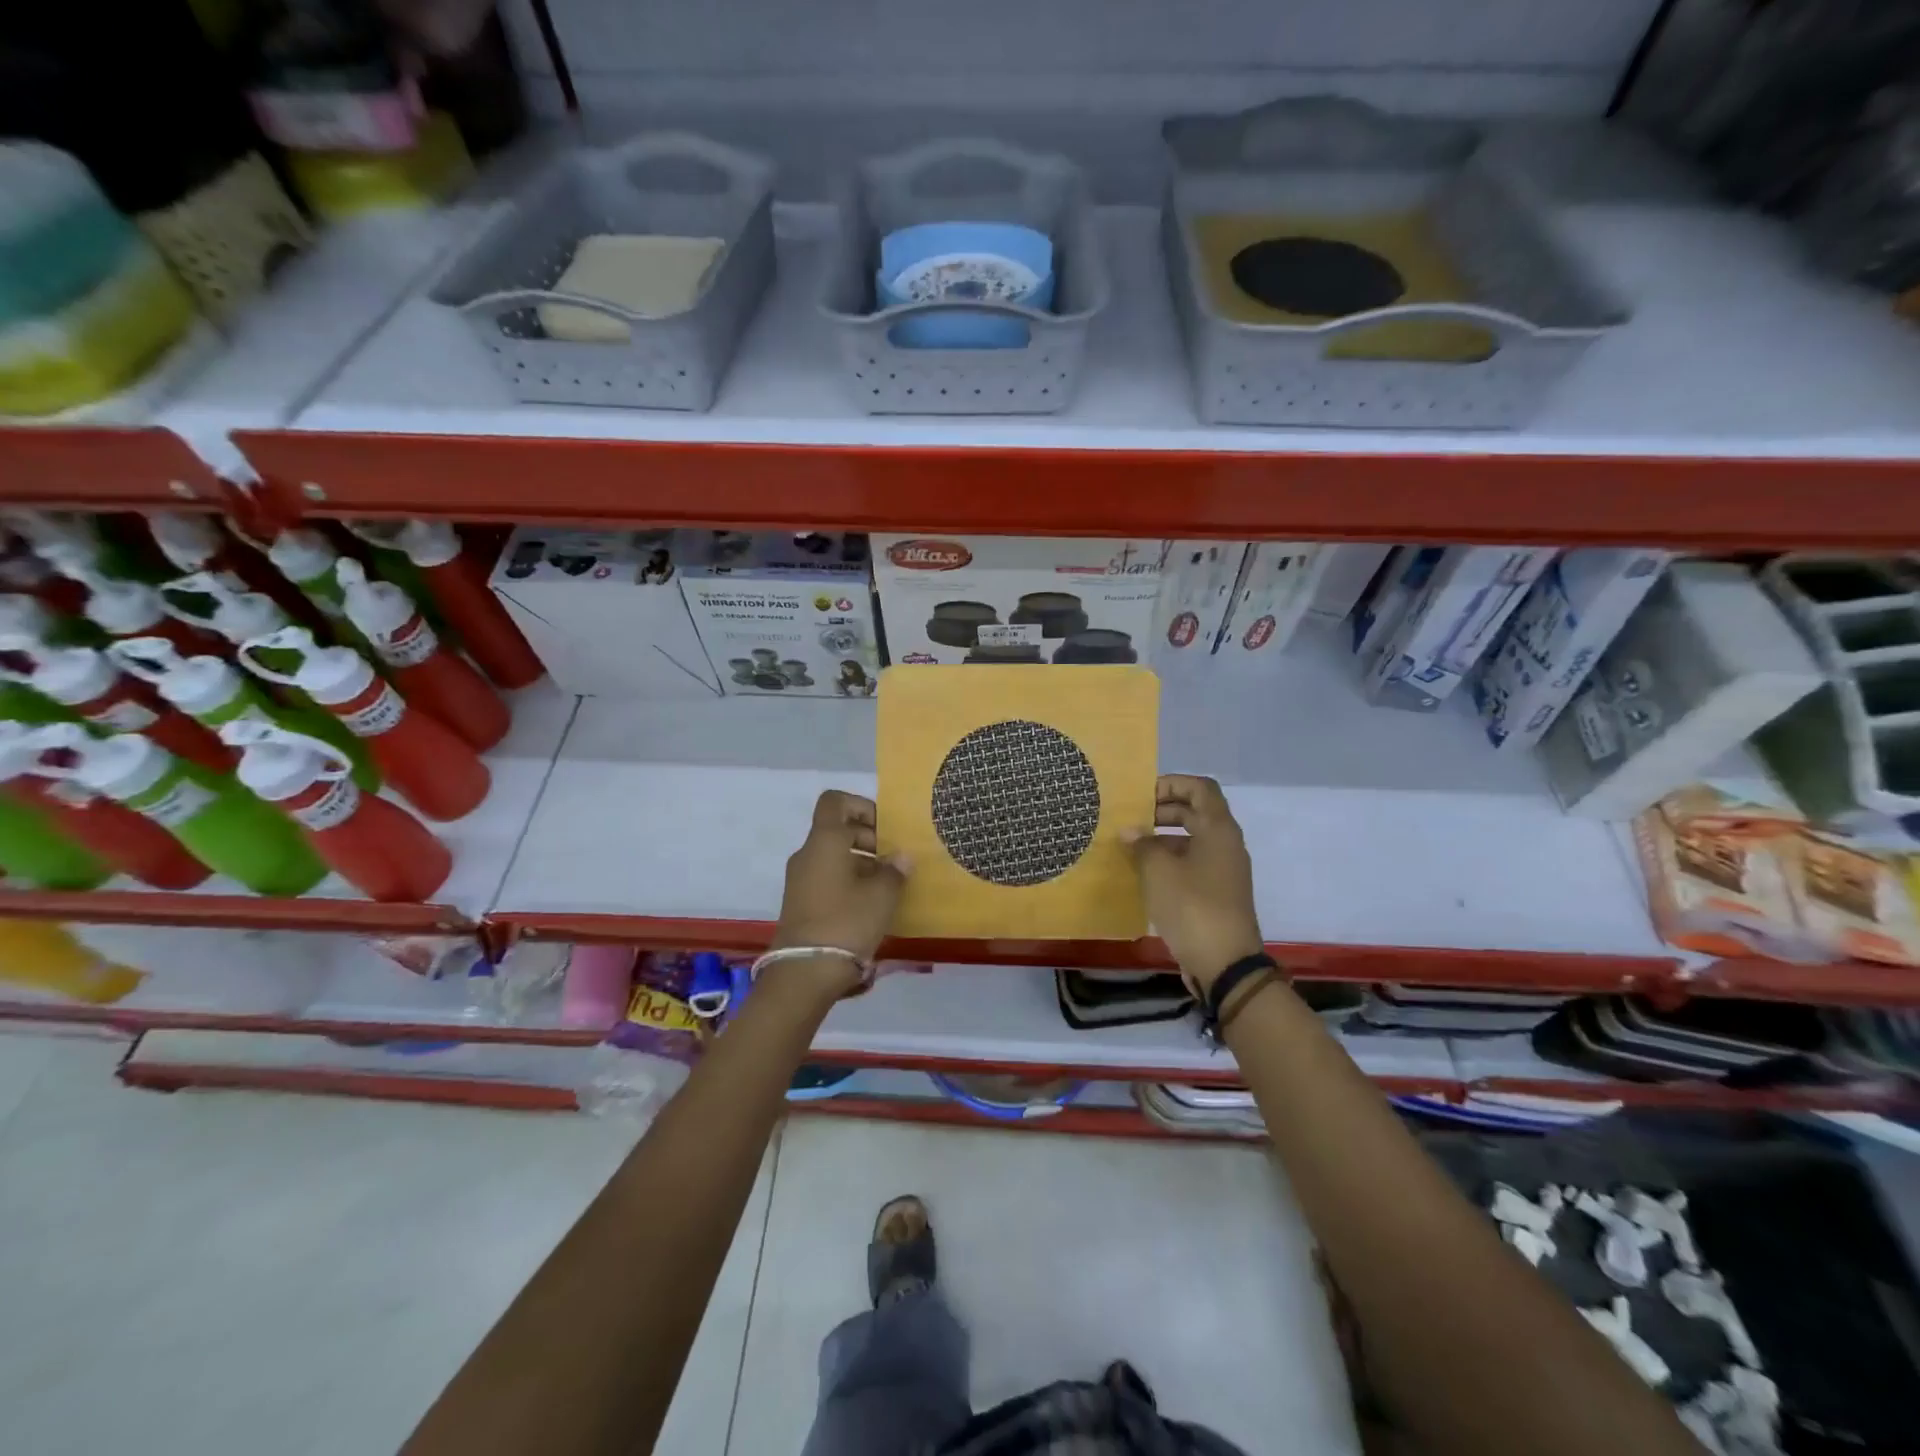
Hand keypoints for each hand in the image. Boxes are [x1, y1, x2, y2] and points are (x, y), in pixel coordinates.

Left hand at [771, 791, 910, 991]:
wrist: (804, 972)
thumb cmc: (846, 922)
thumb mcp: (882, 896)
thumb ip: (895, 871)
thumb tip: (901, 858)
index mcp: (825, 841)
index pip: (836, 801)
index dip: (862, 806)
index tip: (885, 828)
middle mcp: (808, 854)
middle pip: (838, 829)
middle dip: (869, 838)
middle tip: (894, 861)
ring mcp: (800, 879)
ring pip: (833, 855)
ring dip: (861, 862)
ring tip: (888, 885)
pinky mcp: (800, 902)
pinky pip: (827, 877)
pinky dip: (848, 881)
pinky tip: (870, 904)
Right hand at [1123, 775, 1263, 989]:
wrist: (1225, 963)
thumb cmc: (1192, 906)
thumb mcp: (1158, 871)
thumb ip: (1142, 844)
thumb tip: (1130, 831)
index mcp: (1218, 830)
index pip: (1200, 788)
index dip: (1172, 783)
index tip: (1142, 795)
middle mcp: (1226, 844)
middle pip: (1196, 812)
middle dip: (1162, 810)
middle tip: (1131, 819)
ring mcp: (1224, 871)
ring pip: (1193, 840)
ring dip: (1163, 838)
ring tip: (1131, 846)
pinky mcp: (1218, 894)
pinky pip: (1193, 864)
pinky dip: (1170, 861)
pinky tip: (1144, 873)